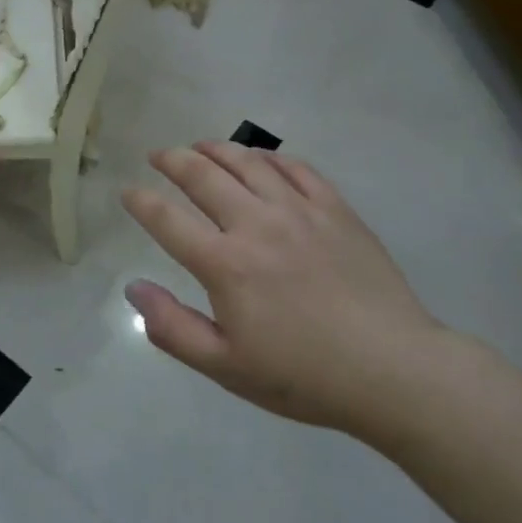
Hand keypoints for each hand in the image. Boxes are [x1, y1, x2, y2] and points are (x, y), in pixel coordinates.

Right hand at [121, 141, 444, 446]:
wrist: (394, 370)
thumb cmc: (303, 376)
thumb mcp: (226, 367)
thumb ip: (172, 328)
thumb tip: (134, 287)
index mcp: (225, 264)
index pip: (167, 219)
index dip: (141, 201)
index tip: (128, 191)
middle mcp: (256, 224)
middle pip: (202, 175)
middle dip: (172, 160)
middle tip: (158, 156)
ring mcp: (299, 211)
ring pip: (247, 162)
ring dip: (216, 148)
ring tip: (200, 146)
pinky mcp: (335, 209)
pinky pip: (296, 168)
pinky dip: (270, 158)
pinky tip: (261, 160)